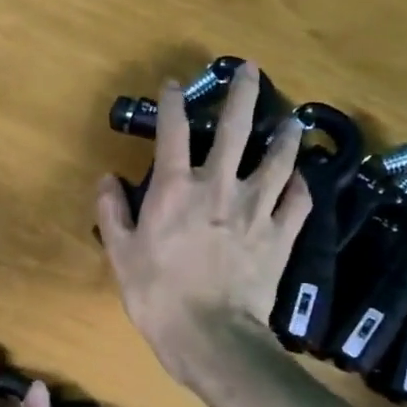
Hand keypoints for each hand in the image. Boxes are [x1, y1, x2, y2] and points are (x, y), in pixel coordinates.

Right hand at [96, 61, 310, 385]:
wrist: (210, 336)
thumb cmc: (157, 295)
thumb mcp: (121, 254)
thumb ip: (112, 212)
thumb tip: (106, 178)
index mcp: (175, 189)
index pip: (173, 132)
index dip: (172, 104)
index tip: (173, 85)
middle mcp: (219, 187)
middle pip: (236, 130)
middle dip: (243, 94)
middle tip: (250, 70)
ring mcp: (255, 210)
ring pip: (277, 161)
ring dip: (284, 137)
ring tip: (291, 121)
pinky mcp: (280, 236)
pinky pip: (297, 204)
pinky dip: (300, 188)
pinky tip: (301, 180)